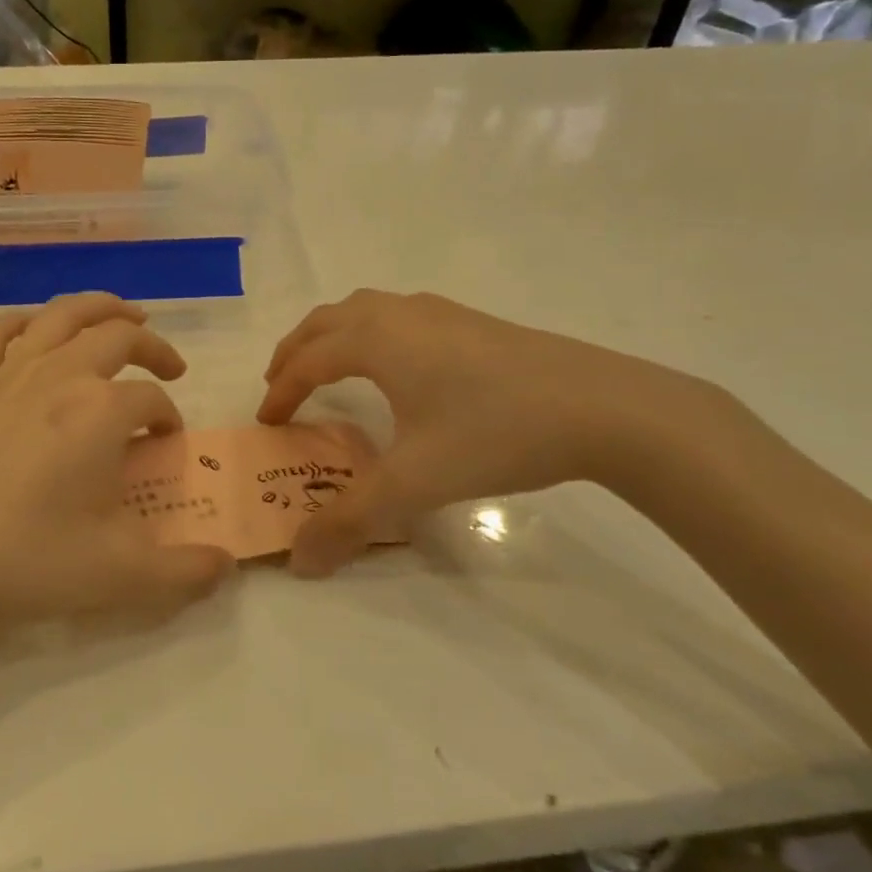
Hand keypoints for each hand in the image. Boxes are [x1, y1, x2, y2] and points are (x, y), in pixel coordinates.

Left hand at [0, 293, 233, 645]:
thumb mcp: (117, 576)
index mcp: (101, 411)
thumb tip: (225, 566)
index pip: (151, 398)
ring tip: (123, 314)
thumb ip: (183, 572)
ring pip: (63, 314)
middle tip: (169, 364)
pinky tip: (37, 330)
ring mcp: (7, 372)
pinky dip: (29, 321)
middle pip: (117, 336)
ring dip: (101, 307)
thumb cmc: (22, 560)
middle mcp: (60, 375)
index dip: (168, 415)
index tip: (167, 440)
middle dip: (152, 346)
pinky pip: (1, 331)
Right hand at [258, 290, 717, 576]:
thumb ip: (350, 521)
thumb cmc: (495, 433)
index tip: (267, 422)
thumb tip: (299, 562)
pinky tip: (397, 366)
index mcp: (376, 341)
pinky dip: (371, 333)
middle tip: (281, 385)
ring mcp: (440, 313)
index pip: (308, 361)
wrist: (603, 407)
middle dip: (296, 351)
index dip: (281, 391)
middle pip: (327, 321)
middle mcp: (400, 315)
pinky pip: (399, 316)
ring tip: (328, 368)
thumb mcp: (415, 484)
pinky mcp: (473, 322)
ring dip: (333, 335)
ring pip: (365, 310)